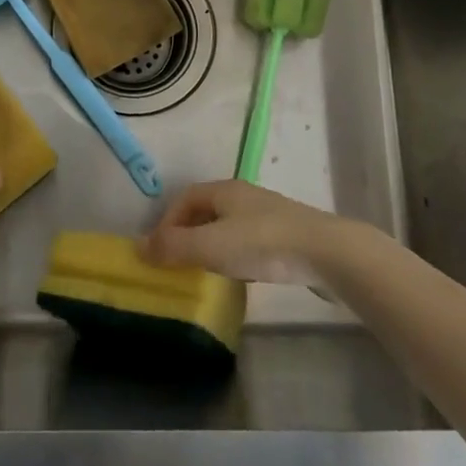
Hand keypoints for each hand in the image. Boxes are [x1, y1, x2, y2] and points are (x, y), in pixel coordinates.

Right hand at [139, 180, 350, 286]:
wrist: (327, 253)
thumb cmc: (262, 244)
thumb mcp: (211, 246)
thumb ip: (173, 247)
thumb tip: (138, 247)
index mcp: (224, 190)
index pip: (185, 198)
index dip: (167, 221)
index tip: (158, 250)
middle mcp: (244, 196)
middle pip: (206, 210)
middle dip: (187, 233)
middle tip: (177, 263)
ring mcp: (268, 214)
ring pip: (228, 226)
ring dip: (211, 245)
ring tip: (205, 272)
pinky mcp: (287, 235)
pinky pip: (249, 240)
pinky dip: (235, 254)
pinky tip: (240, 275)